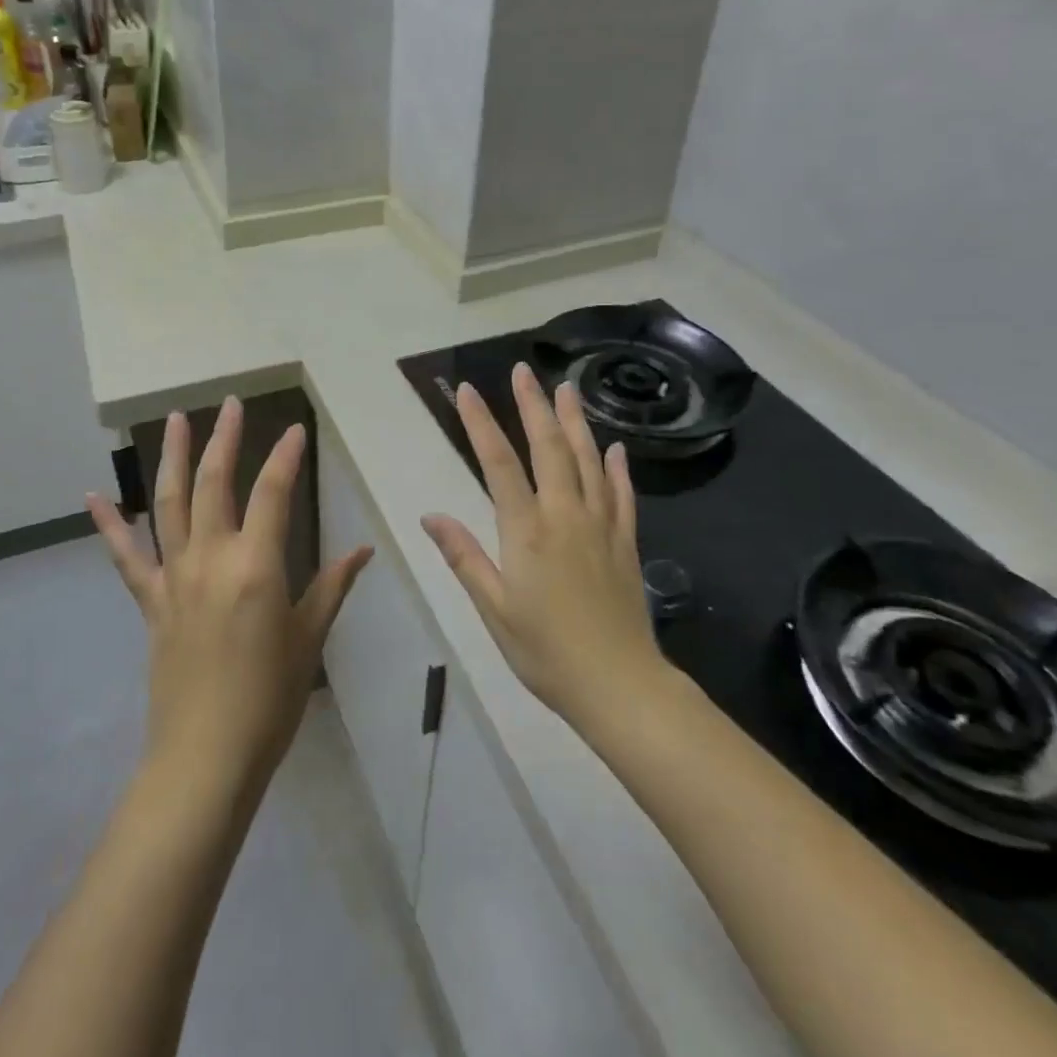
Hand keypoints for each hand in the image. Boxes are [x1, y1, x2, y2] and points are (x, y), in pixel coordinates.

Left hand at [87, 397, 371, 783]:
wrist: (205, 758)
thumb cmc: (269, 699)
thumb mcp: (309, 639)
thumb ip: (333, 586)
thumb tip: (364, 550)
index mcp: (256, 566)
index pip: (273, 493)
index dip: (286, 457)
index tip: (296, 429)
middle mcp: (210, 558)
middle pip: (215, 483)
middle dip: (225, 438)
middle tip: (230, 404)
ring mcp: (174, 577)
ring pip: (169, 503)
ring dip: (174, 458)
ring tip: (175, 419)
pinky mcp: (151, 602)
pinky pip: (126, 557)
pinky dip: (109, 526)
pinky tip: (93, 497)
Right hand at [421, 364, 662, 727]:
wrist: (619, 685)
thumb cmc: (545, 650)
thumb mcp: (493, 609)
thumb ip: (464, 557)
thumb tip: (430, 515)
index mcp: (526, 531)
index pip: (499, 464)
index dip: (482, 424)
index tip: (468, 390)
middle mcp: (565, 515)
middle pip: (548, 448)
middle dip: (533, 406)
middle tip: (524, 371)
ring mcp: (600, 526)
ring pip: (588, 460)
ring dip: (575, 422)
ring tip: (566, 388)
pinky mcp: (626, 542)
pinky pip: (623, 494)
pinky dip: (618, 467)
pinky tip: (615, 446)